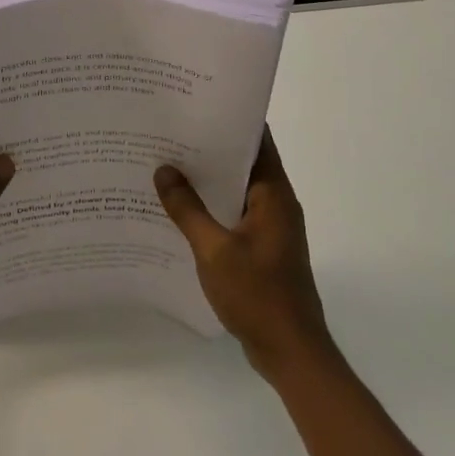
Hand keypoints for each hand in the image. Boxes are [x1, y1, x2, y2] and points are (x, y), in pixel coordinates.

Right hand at [154, 129, 335, 379]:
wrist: (291, 352)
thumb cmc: (258, 295)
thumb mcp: (215, 250)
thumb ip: (188, 209)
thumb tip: (164, 170)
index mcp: (274, 195)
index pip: (257, 141)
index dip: (230, 119)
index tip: (197, 102)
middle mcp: (276, 204)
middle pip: (243, 163)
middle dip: (209, 148)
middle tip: (169, 131)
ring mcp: (270, 228)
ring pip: (235, 191)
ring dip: (207, 180)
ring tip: (166, 164)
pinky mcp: (261, 249)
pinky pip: (232, 215)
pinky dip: (210, 208)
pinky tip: (178, 210)